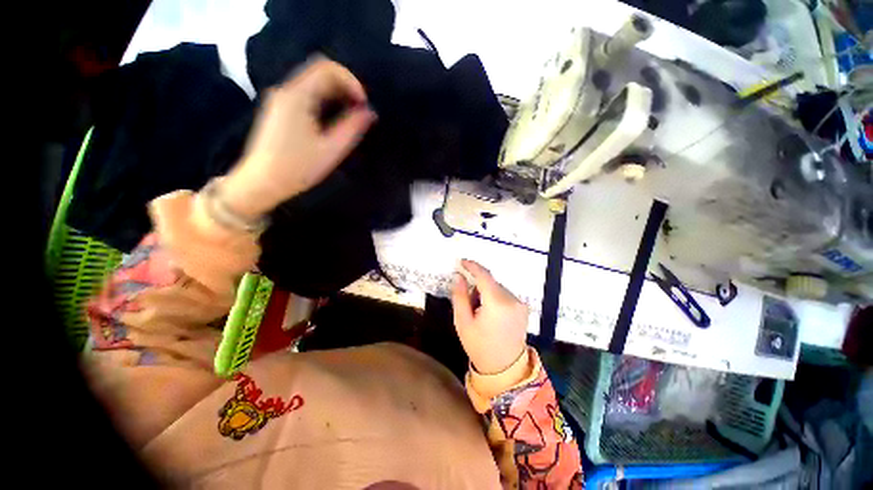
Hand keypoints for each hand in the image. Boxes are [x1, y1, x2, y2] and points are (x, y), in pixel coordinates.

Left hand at [222, 57, 376, 218]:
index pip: (327, 68)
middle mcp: (286, 90)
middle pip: (320, 73)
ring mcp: (280, 99)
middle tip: (360, 113)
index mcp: (297, 95)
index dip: (351, 81)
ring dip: (336, 96)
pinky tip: (332, 122)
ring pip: (313, 84)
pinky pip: (306, 95)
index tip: (363, 105)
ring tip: (350, 119)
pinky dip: (324, 102)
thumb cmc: (298, 167)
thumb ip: (352, 128)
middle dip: (345, 88)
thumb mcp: (331, 149)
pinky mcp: (279, 110)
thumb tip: (369, 112)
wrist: (262, 182)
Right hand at [452, 259, 528, 374]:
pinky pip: (504, 295)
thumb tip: (459, 276)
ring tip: (480, 313)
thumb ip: (460, 296)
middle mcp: (512, 299)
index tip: (462, 262)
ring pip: (497, 288)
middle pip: (490, 283)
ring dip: (486, 293)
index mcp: (497, 303)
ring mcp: (520, 304)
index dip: (472, 266)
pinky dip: (495, 298)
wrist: (505, 369)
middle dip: (477, 288)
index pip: (484, 276)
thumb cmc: (479, 346)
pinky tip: (491, 315)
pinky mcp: (523, 308)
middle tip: (469, 305)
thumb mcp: (463, 322)